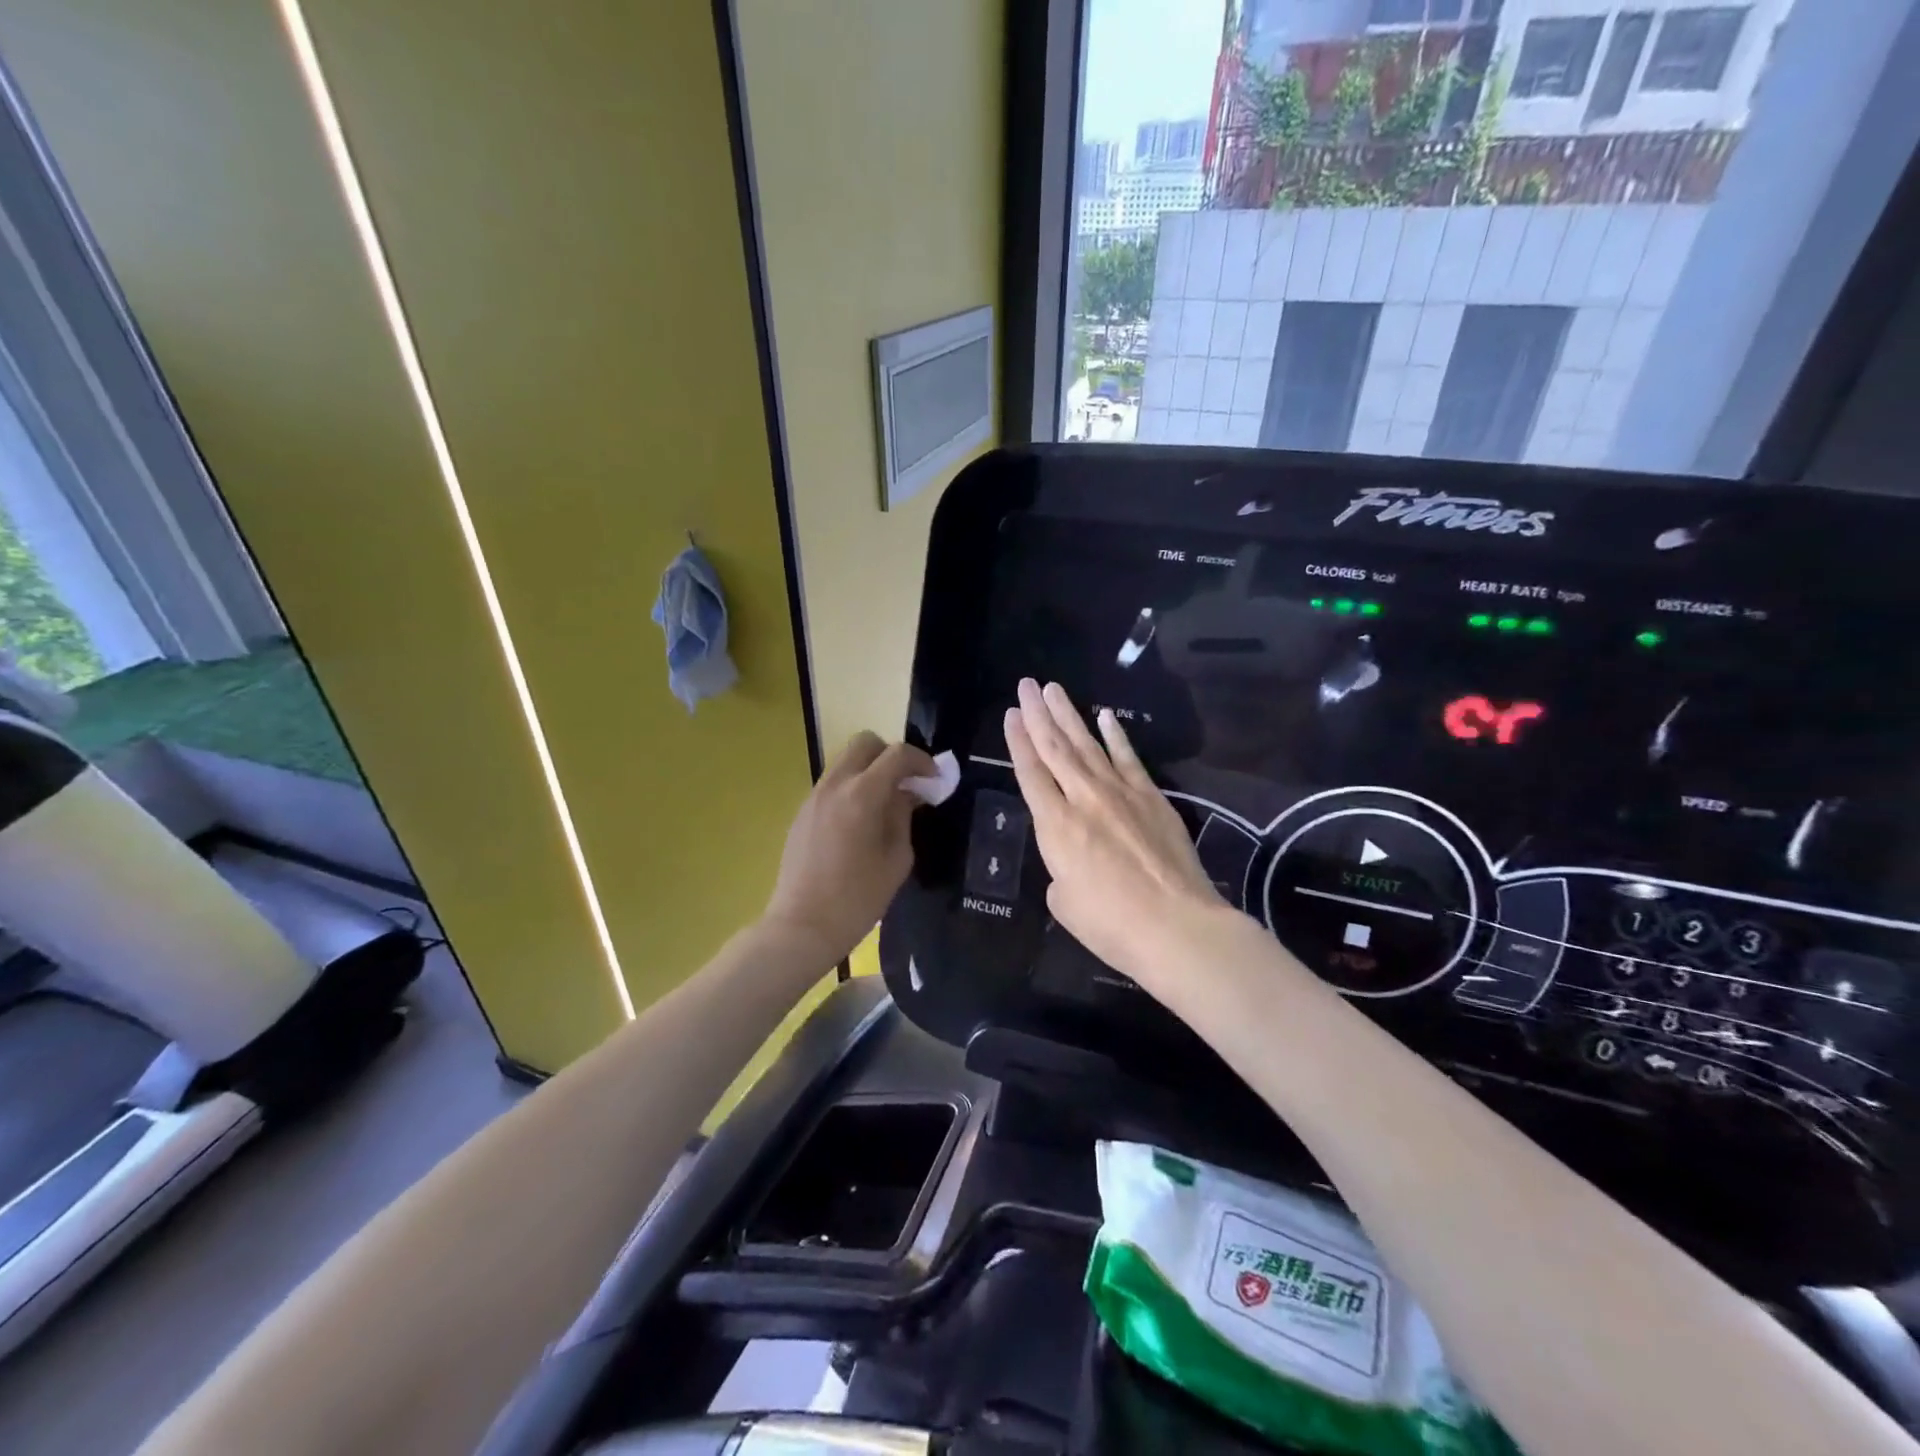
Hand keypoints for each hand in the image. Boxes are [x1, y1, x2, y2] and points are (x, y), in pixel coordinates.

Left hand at [761, 732, 935, 967]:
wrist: (802, 926)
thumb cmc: (858, 899)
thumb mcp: (896, 859)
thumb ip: (903, 816)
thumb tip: (906, 794)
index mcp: (862, 795)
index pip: (897, 755)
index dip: (922, 762)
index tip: (935, 781)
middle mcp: (835, 785)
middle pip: (865, 743)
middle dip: (891, 755)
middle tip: (907, 783)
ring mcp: (814, 796)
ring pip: (846, 761)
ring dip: (870, 770)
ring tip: (886, 802)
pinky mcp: (802, 812)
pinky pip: (833, 784)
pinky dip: (852, 787)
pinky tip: (861, 821)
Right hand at [1005, 679, 1228, 995]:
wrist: (1176, 925)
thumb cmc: (1110, 924)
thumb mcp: (1064, 901)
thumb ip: (1060, 868)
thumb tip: (1073, 856)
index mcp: (1056, 825)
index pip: (1030, 773)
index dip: (1017, 741)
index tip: (1011, 713)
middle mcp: (1084, 798)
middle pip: (1055, 748)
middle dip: (1038, 714)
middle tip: (1026, 685)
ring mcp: (1122, 793)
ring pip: (1089, 745)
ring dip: (1069, 715)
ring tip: (1054, 689)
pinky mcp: (1152, 798)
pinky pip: (1129, 758)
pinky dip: (1116, 735)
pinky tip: (1106, 716)